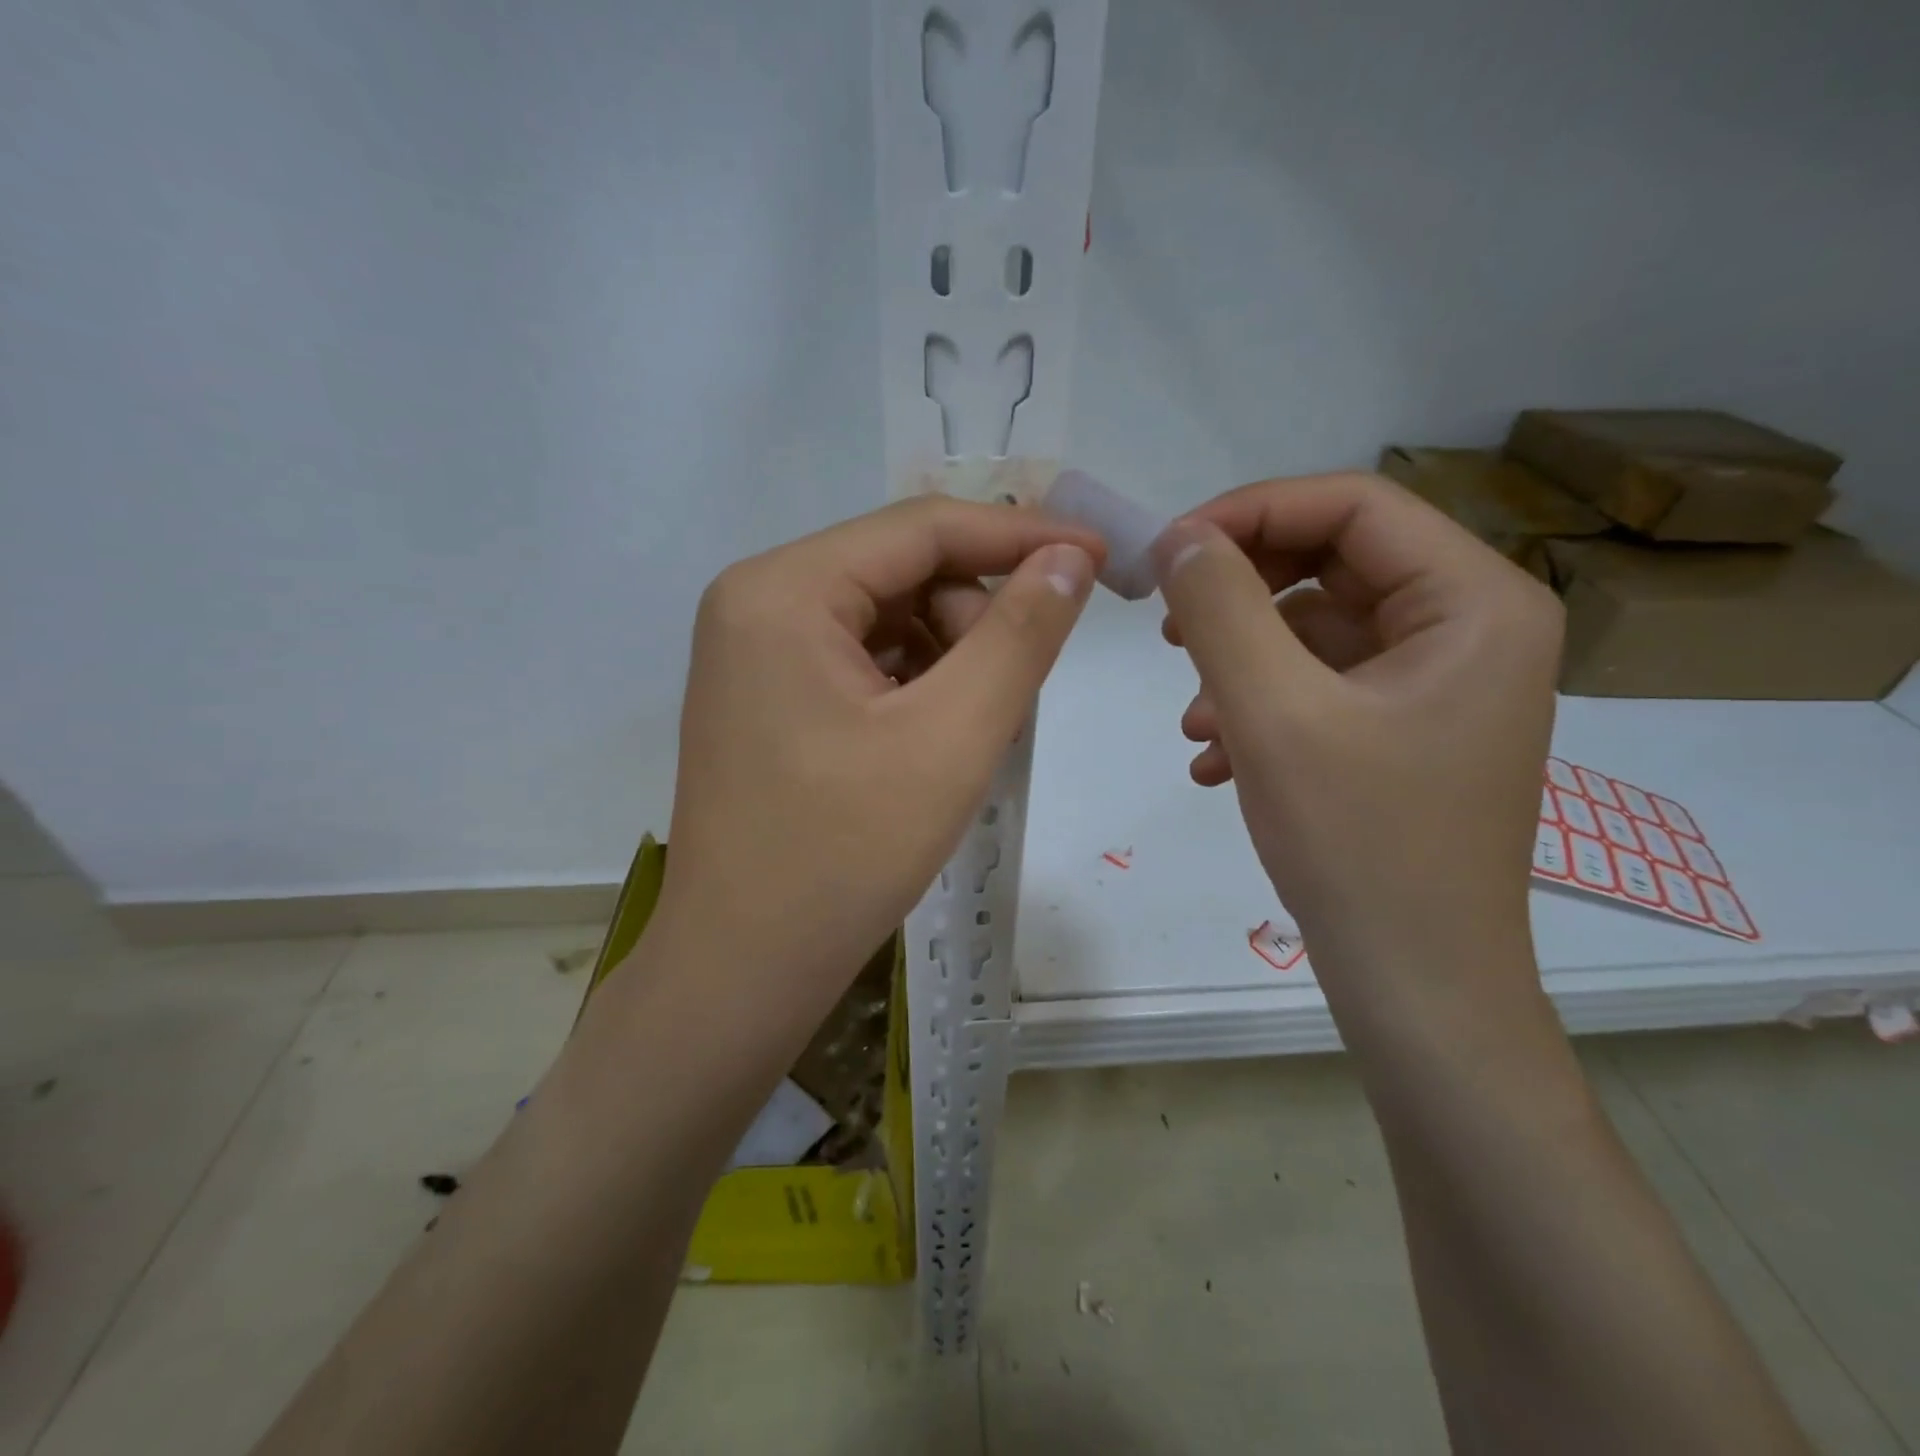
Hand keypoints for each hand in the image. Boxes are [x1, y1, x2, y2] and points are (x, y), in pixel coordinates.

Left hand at [655, 496, 1100, 1013]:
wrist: (742, 966)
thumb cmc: (845, 854)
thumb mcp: (952, 736)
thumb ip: (1018, 635)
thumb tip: (1067, 560)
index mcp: (783, 590)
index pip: (921, 528)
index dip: (1020, 534)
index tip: (1097, 555)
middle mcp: (755, 601)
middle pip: (900, 571)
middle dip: (974, 617)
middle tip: (1014, 693)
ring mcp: (751, 650)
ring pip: (884, 617)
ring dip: (947, 657)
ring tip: (971, 730)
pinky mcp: (762, 694)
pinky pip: (857, 658)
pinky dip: (912, 683)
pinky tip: (932, 737)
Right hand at [1154, 472, 1562, 1034]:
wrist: (1415, 985)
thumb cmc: (1358, 844)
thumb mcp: (1273, 713)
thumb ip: (1221, 609)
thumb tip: (1179, 537)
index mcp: (1475, 603)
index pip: (1354, 506)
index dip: (1251, 512)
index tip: (1168, 552)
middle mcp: (1471, 629)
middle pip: (1334, 564)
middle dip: (1241, 594)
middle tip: (1170, 631)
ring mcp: (1439, 685)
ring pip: (1317, 629)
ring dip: (1242, 660)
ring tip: (1194, 718)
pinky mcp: (1406, 730)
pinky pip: (1322, 684)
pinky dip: (1261, 706)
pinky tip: (1215, 757)